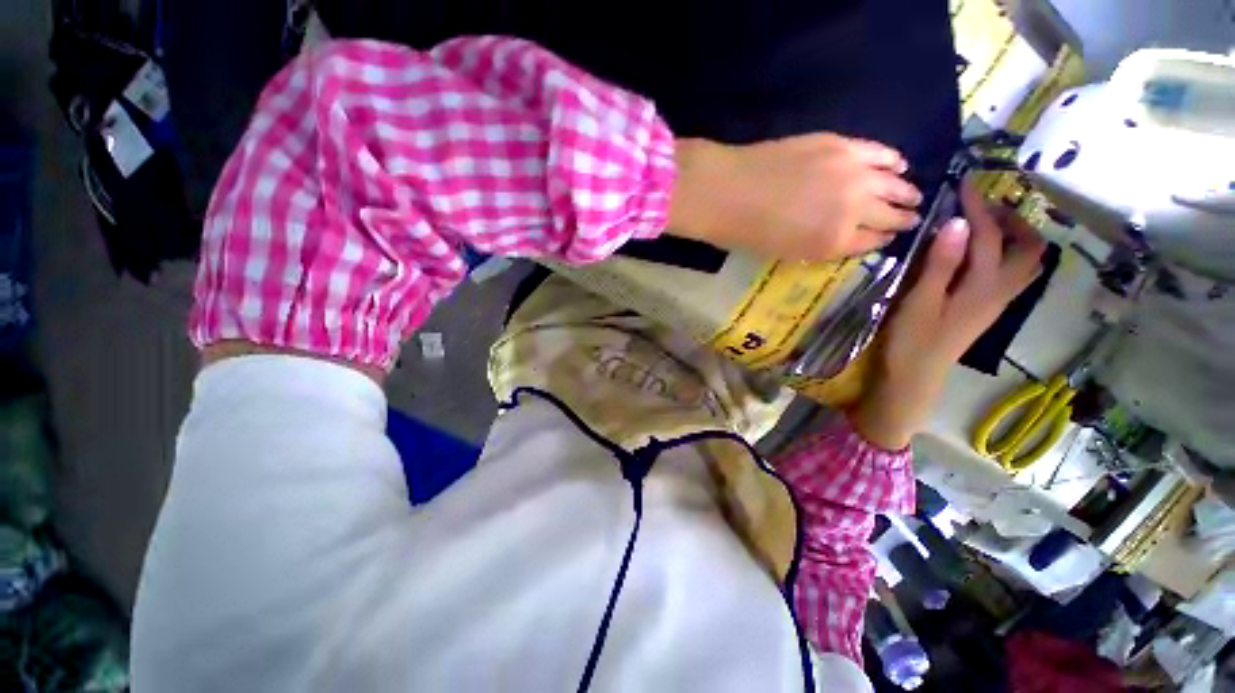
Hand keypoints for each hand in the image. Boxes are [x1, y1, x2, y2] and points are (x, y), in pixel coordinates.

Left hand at [668, 134, 923, 260]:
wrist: (725, 191)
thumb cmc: (746, 232)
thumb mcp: (785, 252)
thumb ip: (821, 245)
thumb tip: (846, 236)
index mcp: (835, 242)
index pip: (872, 242)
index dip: (883, 239)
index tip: (891, 235)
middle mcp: (854, 209)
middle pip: (890, 213)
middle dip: (903, 216)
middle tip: (912, 216)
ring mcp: (851, 173)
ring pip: (893, 183)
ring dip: (905, 190)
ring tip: (913, 194)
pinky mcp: (842, 145)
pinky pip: (879, 153)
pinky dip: (892, 160)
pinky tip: (899, 164)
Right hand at [850, 180, 1046, 449]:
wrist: (914, 377)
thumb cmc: (911, 341)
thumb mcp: (919, 301)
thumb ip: (940, 264)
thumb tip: (956, 222)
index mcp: (983, 286)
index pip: (988, 236)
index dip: (977, 207)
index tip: (964, 183)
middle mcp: (1000, 290)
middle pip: (1027, 248)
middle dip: (1012, 220)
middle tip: (983, 206)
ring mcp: (997, 301)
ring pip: (1025, 262)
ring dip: (1013, 236)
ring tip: (985, 224)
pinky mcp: (986, 309)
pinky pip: (1012, 273)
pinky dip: (1005, 254)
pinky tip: (980, 253)